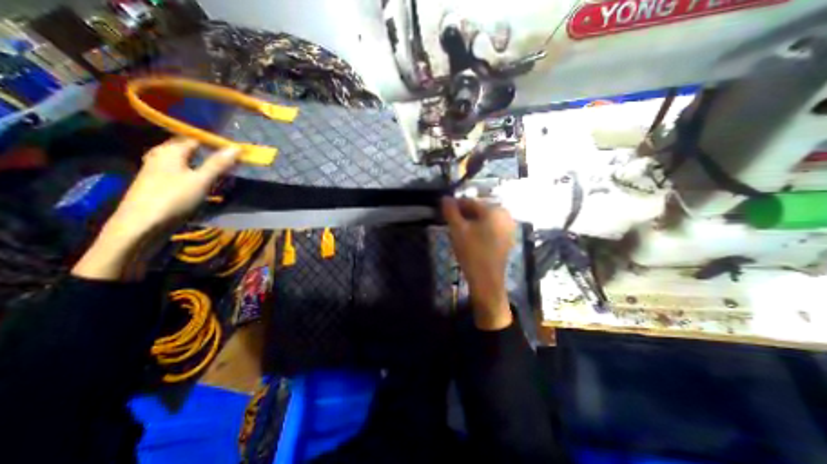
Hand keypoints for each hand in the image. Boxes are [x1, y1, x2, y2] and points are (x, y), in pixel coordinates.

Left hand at [71, 139, 236, 279]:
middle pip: (189, 150)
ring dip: (204, 167)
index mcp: (170, 151)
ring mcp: (157, 171)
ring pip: (185, 162)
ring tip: (220, 174)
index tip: (234, 150)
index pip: (195, 139)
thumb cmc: (173, 199)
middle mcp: (160, 156)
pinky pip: (181, 174)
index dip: (215, 143)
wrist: (141, 226)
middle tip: (230, 163)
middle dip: (210, 155)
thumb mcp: (201, 180)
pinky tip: (204, 185)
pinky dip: (195, 176)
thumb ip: (218, 164)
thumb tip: (236, 147)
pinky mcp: (158, 185)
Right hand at [443, 196, 513, 329]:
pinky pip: (490, 228)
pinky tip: (470, 236)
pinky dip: (479, 229)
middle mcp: (505, 215)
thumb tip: (445, 198)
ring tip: (458, 229)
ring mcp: (508, 228)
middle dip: (463, 213)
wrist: (487, 280)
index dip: (456, 204)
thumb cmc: (472, 252)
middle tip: (450, 221)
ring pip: (484, 219)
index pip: (471, 202)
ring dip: (470, 221)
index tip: (444, 209)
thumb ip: (451, 211)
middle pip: (479, 210)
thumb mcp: (458, 230)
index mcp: (494, 210)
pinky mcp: (507, 239)